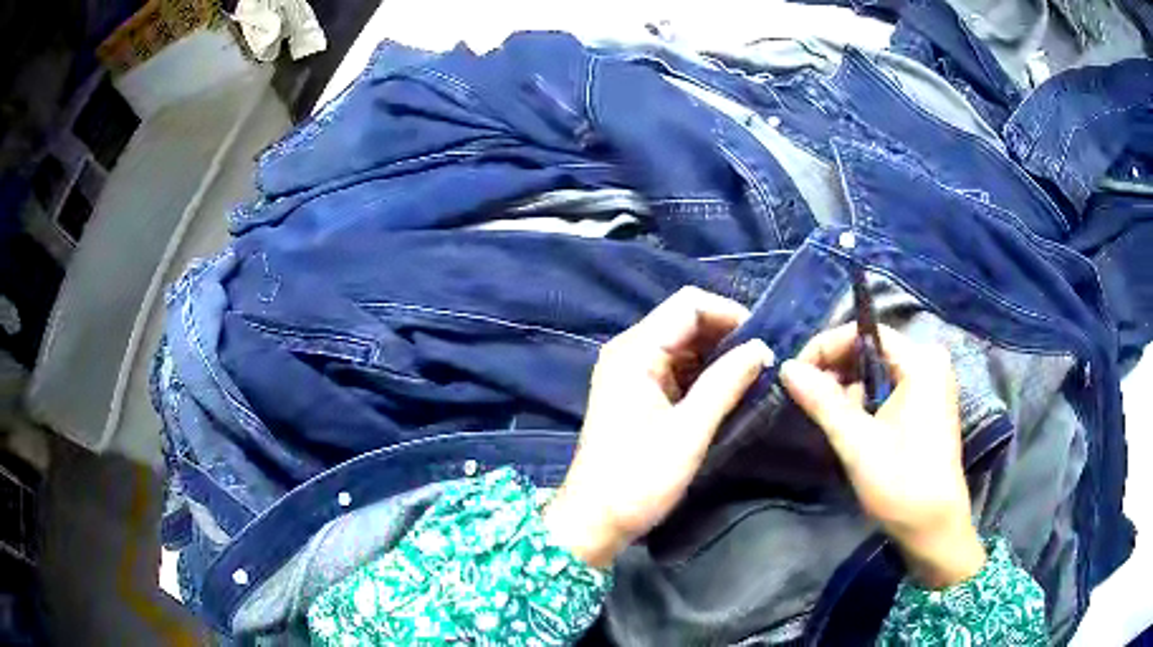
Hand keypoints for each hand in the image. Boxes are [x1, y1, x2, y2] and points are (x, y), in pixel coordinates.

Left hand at [544, 287, 774, 567]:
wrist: (595, 520)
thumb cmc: (639, 478)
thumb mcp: (689, 431)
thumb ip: (725, 383)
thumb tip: (761, 348)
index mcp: (635, 350)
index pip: (689, 305)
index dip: (730, 315)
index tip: (764, 342)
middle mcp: (630, 351)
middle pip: (686, 322)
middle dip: (728, 336)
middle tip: (765, 361)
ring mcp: (632, 373)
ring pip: (684, 346)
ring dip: (719, 356)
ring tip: (754, 376)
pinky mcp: (638, 394)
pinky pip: (677, 369)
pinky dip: (705, 375)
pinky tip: (730, 392)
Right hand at [779, 324, 985, 588]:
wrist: (933, 528)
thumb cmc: (901, 482)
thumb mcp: (857, 441)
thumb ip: (822, 400)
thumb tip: (787, 368)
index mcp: (921, 362)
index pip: (865, 333)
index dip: (827, 348)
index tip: (797, 374)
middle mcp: (930, 364)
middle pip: (872, 351)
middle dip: (836, 372)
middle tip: (806, 399)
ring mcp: (931, 386)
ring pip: (878, 373)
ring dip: (849, 392)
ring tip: (827, 419)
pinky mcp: (928, 407)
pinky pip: (889, 390)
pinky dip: (865, 404)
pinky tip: (850, 428)